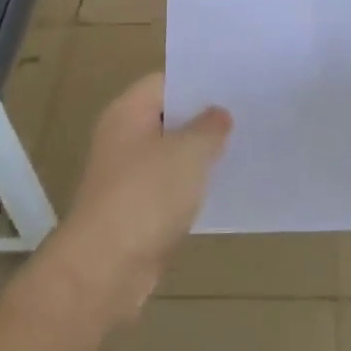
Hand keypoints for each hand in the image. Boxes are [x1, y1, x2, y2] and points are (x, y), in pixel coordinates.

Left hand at [45, 73, 230, 328]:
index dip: (198, 81)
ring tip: (241, 148)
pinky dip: (190, 188)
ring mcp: (125, 175)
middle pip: (167, 117)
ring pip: (169, 155)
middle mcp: (122, 137)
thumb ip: (209, 127)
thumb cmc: (147, 195)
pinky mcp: (133, 211)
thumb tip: (218, 114)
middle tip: (245, 115)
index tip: (234, 86)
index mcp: (128, 111)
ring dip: (198, 156)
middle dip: (203, 119)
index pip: (165, 81)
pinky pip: (168, 188)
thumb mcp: (189, 153)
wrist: (105, 269)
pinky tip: (222, 188)